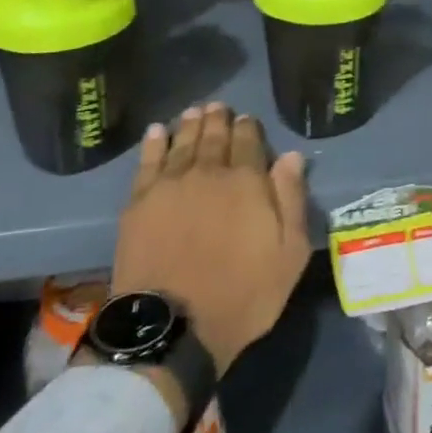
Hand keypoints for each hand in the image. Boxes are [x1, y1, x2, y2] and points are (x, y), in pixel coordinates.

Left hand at [112, 104, 309, 381]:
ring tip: (195, 111)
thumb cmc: (243, 294)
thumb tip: (292, 157)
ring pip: (183, 143)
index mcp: (247, 182)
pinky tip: (157, 132)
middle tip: (219, 107)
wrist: (174, 326)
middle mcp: (208, 172)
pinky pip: (148, 162)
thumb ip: (291, 200)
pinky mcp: (139, 202)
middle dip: (218, 119)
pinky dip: (154, 143)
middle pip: (214, 137)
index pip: (249, 142)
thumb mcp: (289, 254)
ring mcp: (170, 185)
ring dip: (190, 124)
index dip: (248, 128)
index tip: (247, 119)